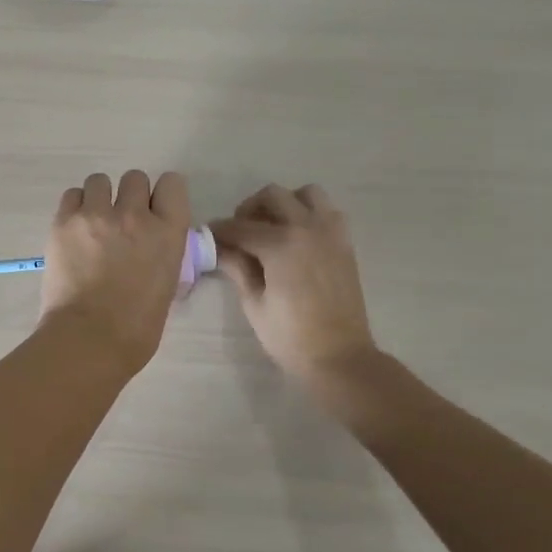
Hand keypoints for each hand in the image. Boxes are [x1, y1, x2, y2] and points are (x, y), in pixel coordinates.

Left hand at [39, 170, 190, 375]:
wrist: (90, 339)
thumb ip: (161, 252)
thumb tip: (149, 246)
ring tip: (92, 225)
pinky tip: (74, 231)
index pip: (172, 183)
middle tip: (119, 223)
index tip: (153, 210)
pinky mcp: (64, 222)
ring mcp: (97, 215)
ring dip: (99, 198)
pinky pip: (72, 195)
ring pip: (99, 180)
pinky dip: (75, 208)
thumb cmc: (137, 327)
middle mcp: (135, 214)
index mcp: (168, 232)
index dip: (161, 195)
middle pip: (134, 178)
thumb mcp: (167, 283)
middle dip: (129, 196)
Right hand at [211, 184, 379, 391]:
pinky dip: (309, 214)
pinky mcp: (344, 243)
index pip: (240, 226)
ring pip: (305, 194)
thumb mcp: (254, 303)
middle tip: (239, 233)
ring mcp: (330, 232)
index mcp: (280, 245)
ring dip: (284, 204)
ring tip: (272, 228)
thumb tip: (218, 247)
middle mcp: (306, 228)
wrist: (340, 357)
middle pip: (271, 196)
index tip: (207, 236)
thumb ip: (237, 267)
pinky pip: (327, 212)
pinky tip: (297, 238)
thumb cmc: (290, 336)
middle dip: (249, 209)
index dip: (219, 230)